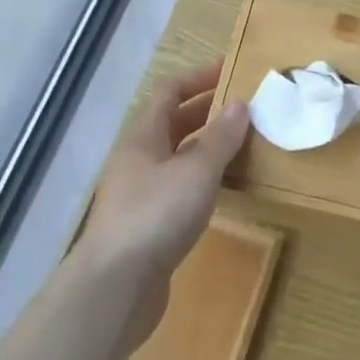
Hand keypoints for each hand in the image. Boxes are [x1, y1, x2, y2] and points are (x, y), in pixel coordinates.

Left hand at [80, 60, 249, 338]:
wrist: (115, 289)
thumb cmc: (156, 215)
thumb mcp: (197, 170)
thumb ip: (221, 137)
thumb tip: (240, 104)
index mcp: (143, 137)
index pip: (169, 91)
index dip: (199, 77)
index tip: (232, 70)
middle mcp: (137, 160)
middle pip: (172, 124)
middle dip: (207, 112)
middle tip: (245, 110)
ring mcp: (139, 195)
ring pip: (177, 158)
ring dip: (206, 148)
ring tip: (242, 147)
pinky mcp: (146, 228)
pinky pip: (179, 190)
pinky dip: (202, 181)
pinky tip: (223, 192)